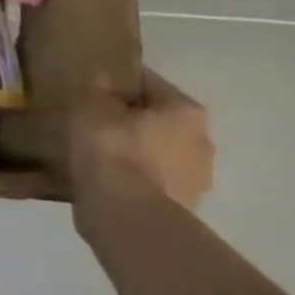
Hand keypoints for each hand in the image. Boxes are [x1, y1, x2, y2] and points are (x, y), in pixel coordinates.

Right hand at [68, 72, 214, 215]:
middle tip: (98, 123)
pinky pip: (154, 182)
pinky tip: (109, 181)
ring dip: (138, 152)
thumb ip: (97, 90)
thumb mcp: (91, 110)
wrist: (126, 217)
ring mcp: (197, 180)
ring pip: (160, 153)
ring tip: (100, 154)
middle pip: (161, 120)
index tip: (95, 89)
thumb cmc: (112, 150)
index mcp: (186, 111)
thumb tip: (103, 77)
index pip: (149, 83)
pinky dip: (136, 179)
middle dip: (134, 120)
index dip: (120, 83)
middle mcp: (203, 141)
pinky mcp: (184, 209)